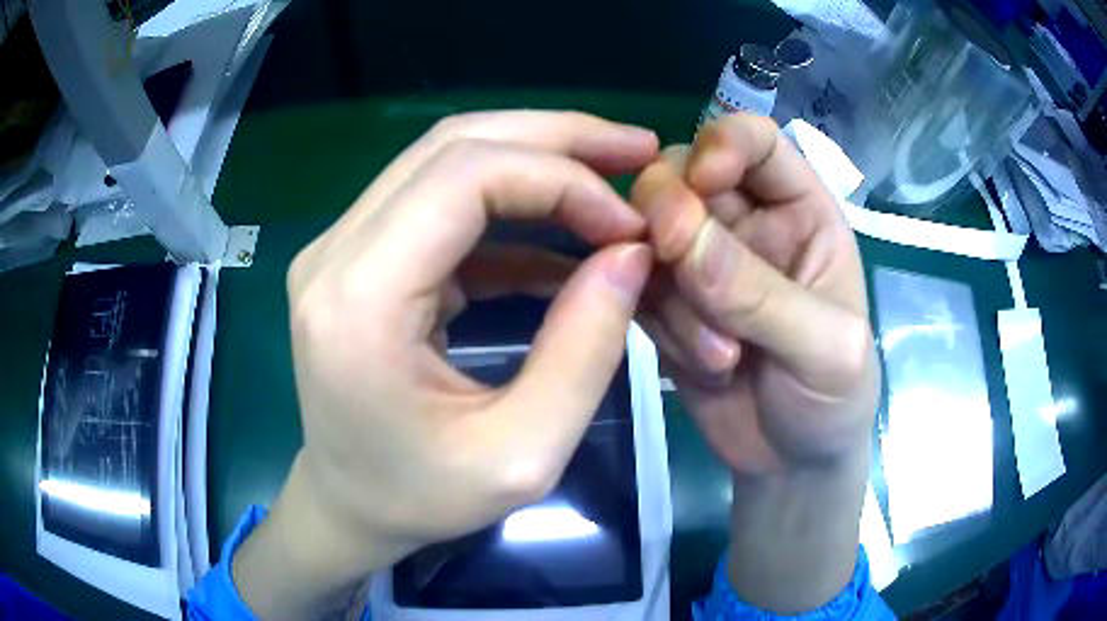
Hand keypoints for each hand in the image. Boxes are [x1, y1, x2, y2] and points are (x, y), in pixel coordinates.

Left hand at [233, 111, 657, 618]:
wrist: (348, 504)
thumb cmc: (422, 497)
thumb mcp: (524, 452)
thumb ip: (586, 350)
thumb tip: (630, 254)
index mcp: (359, 300)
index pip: (464, 176)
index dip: (561, 178)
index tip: (628, 224)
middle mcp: (335, 253)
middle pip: (453, 145)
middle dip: (556, 138)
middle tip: (634, 149)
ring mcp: (340, 247)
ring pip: (446, 158)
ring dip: (535, 157)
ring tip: (611, 174)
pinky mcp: (359, 256)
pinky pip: (440, 201)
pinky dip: (510, 204)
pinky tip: (564, 232)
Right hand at [631, 114, 878, 612]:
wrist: (791, 464)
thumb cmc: (834, 400)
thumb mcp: (825, 350)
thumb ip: (763, 295)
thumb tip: (681, 238)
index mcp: (802, 212)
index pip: (757, 142)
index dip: (723, 143)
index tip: (701, 181)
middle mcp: (748, 224)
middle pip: (683, 174)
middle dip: (671, 213)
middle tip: (674, 263)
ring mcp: (702, 264)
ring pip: (648, 232)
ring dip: (673, 294)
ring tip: (719, 358)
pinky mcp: (669, 304)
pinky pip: (636, 286)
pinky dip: (655, 322)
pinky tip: (699, 365)